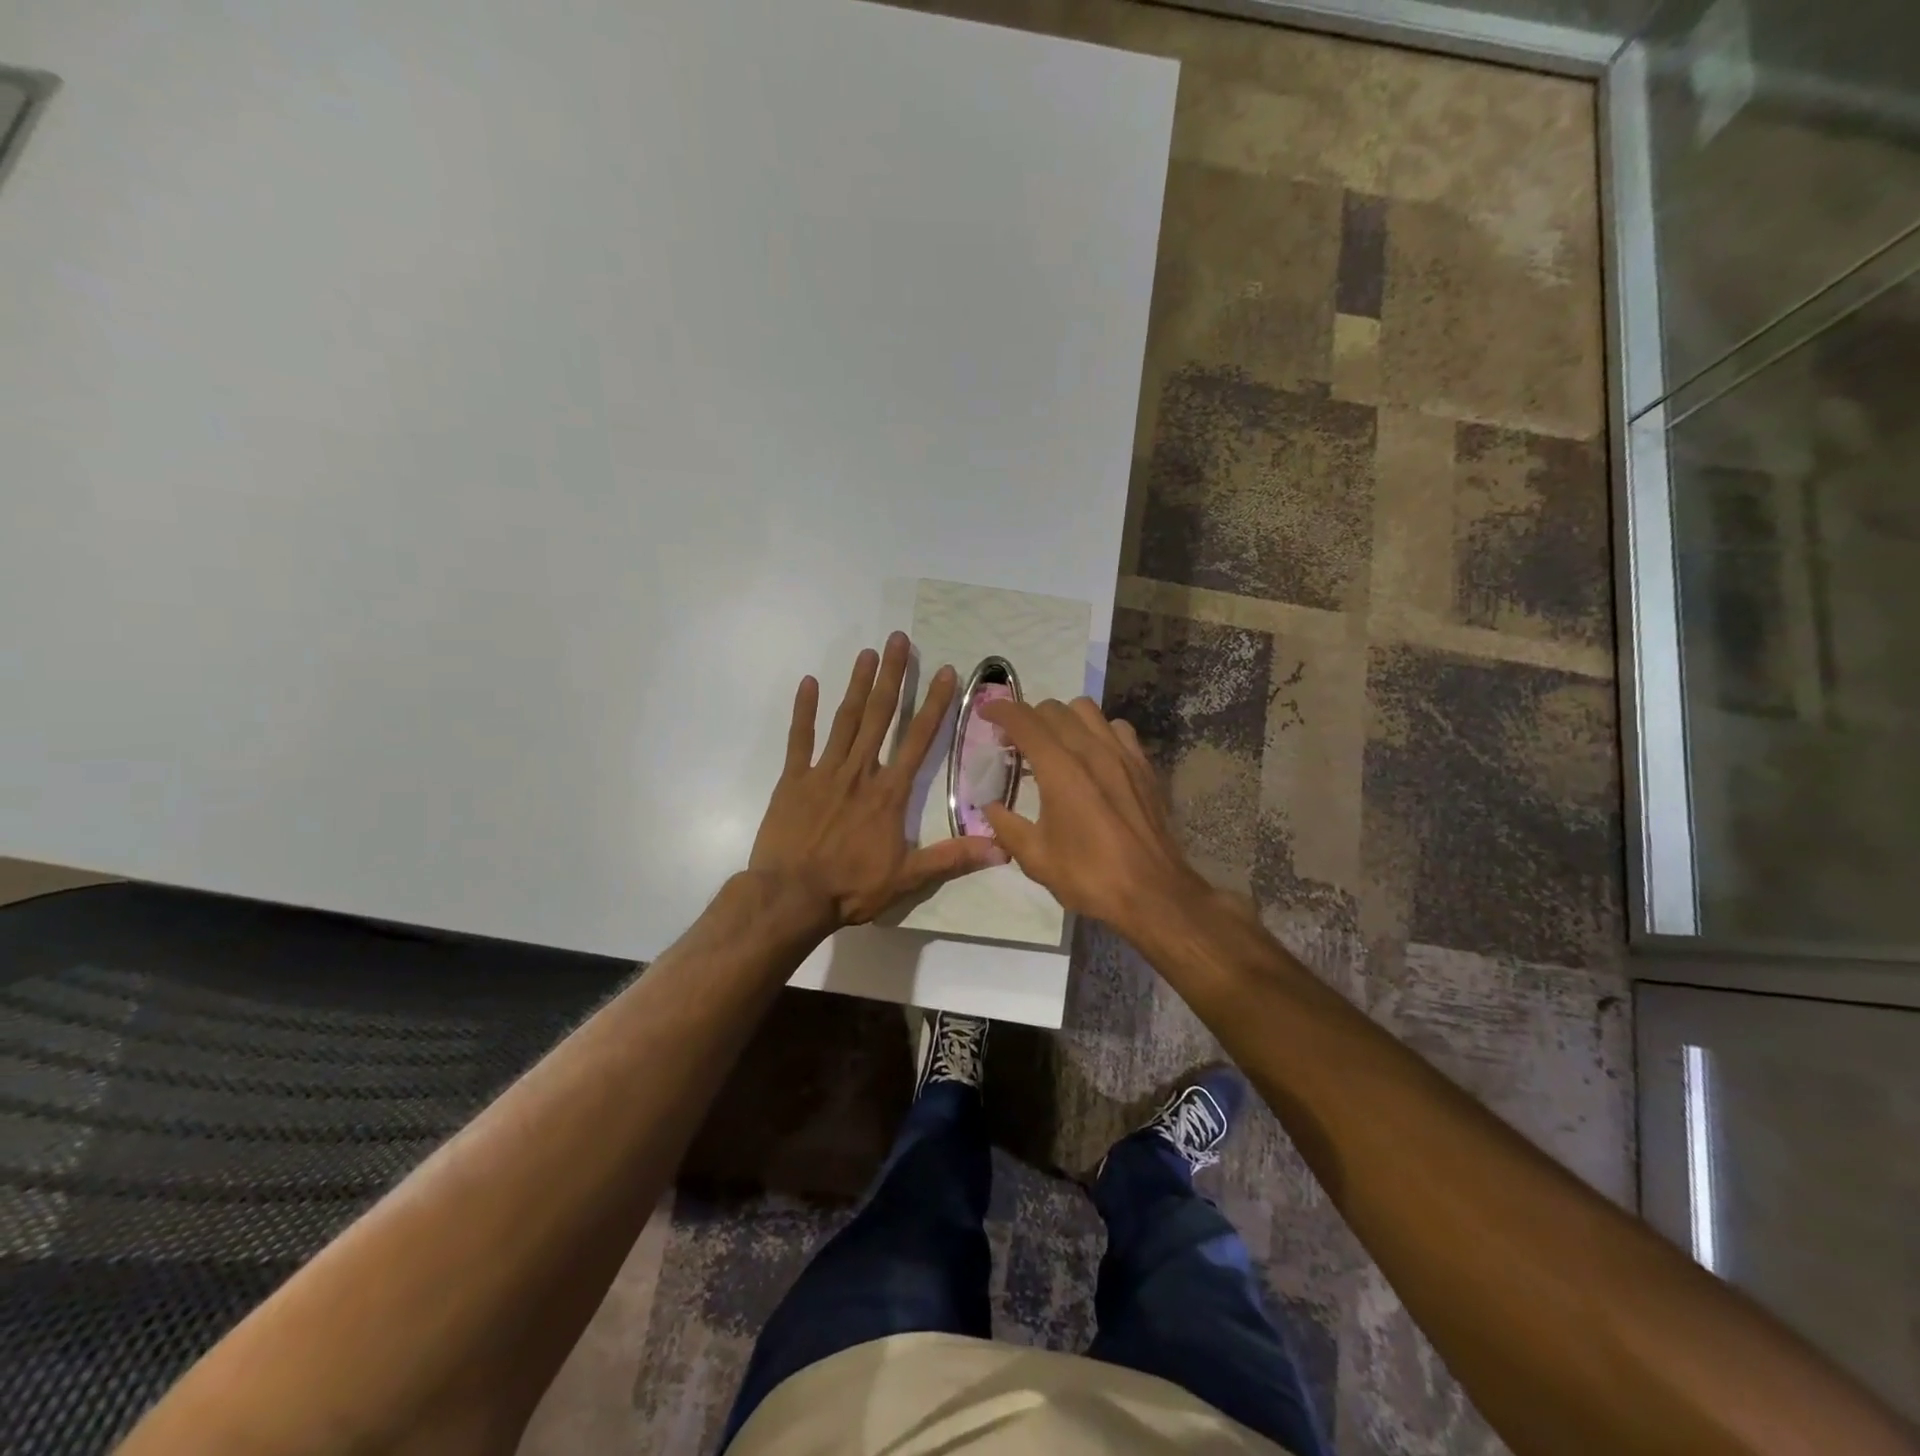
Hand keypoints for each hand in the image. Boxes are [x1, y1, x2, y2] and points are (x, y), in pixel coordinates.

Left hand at [749, 632, 1006, 928]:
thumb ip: (952, 858)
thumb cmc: (850, 887)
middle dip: (892, 676)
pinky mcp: (793, 780)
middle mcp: (860, 772)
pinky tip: (808, 683)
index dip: (933, 704)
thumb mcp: (908, 878)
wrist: (791, 897)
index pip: (918, 739)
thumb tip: (1001, 849)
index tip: (943, 671)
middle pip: (880, 716)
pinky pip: (799, 739)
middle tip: (898, 639)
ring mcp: (823, 772)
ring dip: (857, 684)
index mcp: (889, 792)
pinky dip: (803, 711)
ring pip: (845, 720)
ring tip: (867, 652)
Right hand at [979, 696, 1213, 939]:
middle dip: (1027, 718)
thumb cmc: (1089, 876)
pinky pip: (1118, 728)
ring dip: (1063, 719)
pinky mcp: (1144, 765)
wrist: (1152, 893)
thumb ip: (1005, 826)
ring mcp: (1122, 754)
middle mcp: (1091, 749)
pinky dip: (1098, 731)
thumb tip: (990, 806)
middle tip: (1015, 744)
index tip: (984, 713)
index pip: (1023, 720)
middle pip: (1053, 709)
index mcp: (1060, 769)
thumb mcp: (1035, 858)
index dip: (999, 710)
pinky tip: (1094, 756)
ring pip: (1087, 710)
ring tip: (1054, 744)